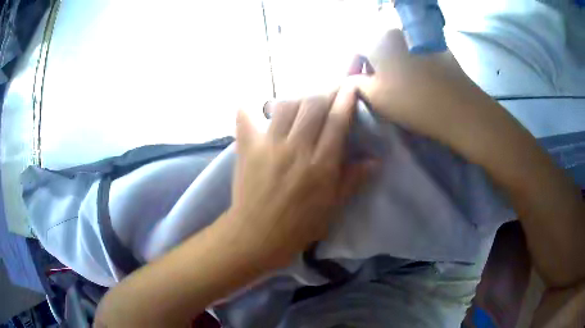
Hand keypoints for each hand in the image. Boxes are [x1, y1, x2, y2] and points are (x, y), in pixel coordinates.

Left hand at [221, 86, 373, 269]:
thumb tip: (375, 160)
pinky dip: (250, 109)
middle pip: (312, 105)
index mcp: (321, 165)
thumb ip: (353, 179)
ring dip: (296, 100)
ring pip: (285, 105)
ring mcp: (269, 146)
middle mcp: (297, 149)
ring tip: (299, 107)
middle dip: (323, 94)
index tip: (350, 85)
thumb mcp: (332, 207)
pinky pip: (246, 119)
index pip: (337, 121)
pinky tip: (255, 107)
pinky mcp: (247, 149)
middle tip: (326, 97)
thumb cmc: (298, 226)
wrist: (256, 236)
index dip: (345, 98)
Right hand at [348, 30, 514, 164]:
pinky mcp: (439, 48)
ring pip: (397, 50)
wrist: (459, 109)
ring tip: (395, 86)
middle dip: (371, 66)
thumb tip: (353, 79)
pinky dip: (410, 65)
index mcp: (379, 39)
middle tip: (373, 87)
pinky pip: (416, 54)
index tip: (352, 85)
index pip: (356, 49)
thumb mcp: (375, 96)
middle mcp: (398, 32)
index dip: (351, 68)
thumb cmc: (412, 102)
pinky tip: (416, 82)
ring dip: (391, 65)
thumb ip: (356, 84)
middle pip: (377, 47)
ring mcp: (421, 39)